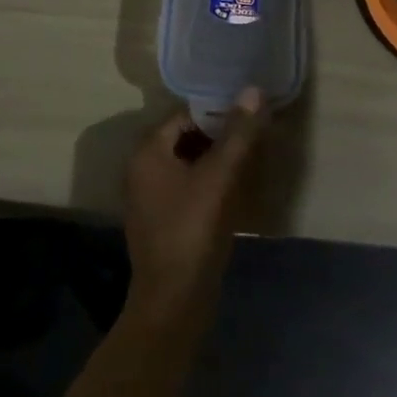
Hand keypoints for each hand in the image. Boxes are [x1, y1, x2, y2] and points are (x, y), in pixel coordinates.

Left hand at [122, 90, 268, 322]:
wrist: (173, 305)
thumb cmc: (192, 233)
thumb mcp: (219, 179)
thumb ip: (238, 134)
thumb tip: (254, 90)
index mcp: (148, 150)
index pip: (185, 115)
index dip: (217, 112)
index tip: (248, 115)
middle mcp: (142, 167)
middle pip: (186, 137)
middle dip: (219, 136)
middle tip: (253, 136)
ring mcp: (150, 197)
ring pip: (188, 164)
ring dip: (216, 161)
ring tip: (250, 160)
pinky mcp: (162, 221)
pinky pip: (187, 188)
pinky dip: (209, 184)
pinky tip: (235, 192)